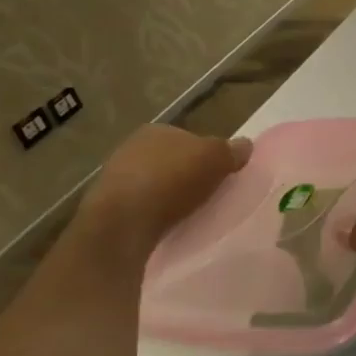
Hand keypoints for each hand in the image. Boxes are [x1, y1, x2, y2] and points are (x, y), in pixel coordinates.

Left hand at [81, 126, 251, 247]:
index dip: (207, 155)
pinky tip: (168, 225)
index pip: (189, 138)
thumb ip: (231, 150)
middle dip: (188, 175)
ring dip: (171, 196)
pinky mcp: (109, 206)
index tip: (220, 174)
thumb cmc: (172, 180)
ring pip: (156, 183)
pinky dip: (156, 213)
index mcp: (157, 130)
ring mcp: (116, 176)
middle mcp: (132, 147)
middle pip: (172, 160)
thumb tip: (246, 145)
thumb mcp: (215, 158)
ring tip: (190, 214)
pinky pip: (143, 206)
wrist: (124, 221)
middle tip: (209, 195)